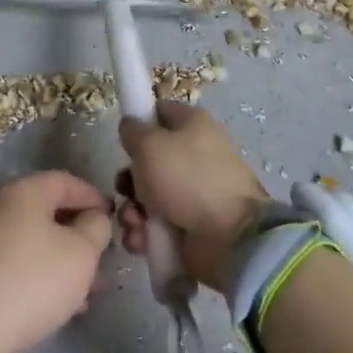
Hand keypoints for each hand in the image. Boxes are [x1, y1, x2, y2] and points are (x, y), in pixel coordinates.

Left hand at [0, 171, 112, 352]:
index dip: (92, 196)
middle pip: (45, 212)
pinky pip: (12, 263)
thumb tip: (93, 218)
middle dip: (77, 234)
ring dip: (60, 259)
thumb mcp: (81, 253)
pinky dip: (37, 274)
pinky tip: (55, 303)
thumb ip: (96, 228)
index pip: (64, 181)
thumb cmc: (33, 281)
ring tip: (86, 290)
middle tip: (101, 258)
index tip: (112, 217)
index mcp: (22, 193)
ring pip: (30, 241)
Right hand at [116, 104, 269, 293]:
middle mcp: (194, 156)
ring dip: (132, 210)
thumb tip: (130, 127)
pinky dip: (144, 233)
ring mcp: (193, 193)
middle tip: (124, 188)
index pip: (161, 112)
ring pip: (148, 196)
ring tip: (134, 221)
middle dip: (129, 178)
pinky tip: (140, 240)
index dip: (139, 122)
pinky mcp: (190, 225)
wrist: (229, 237)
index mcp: (193, 125)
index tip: (123, 140)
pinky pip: (156, 225)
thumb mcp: (150, 144)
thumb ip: (133, 131)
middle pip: (149, 160)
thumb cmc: (187, 178)